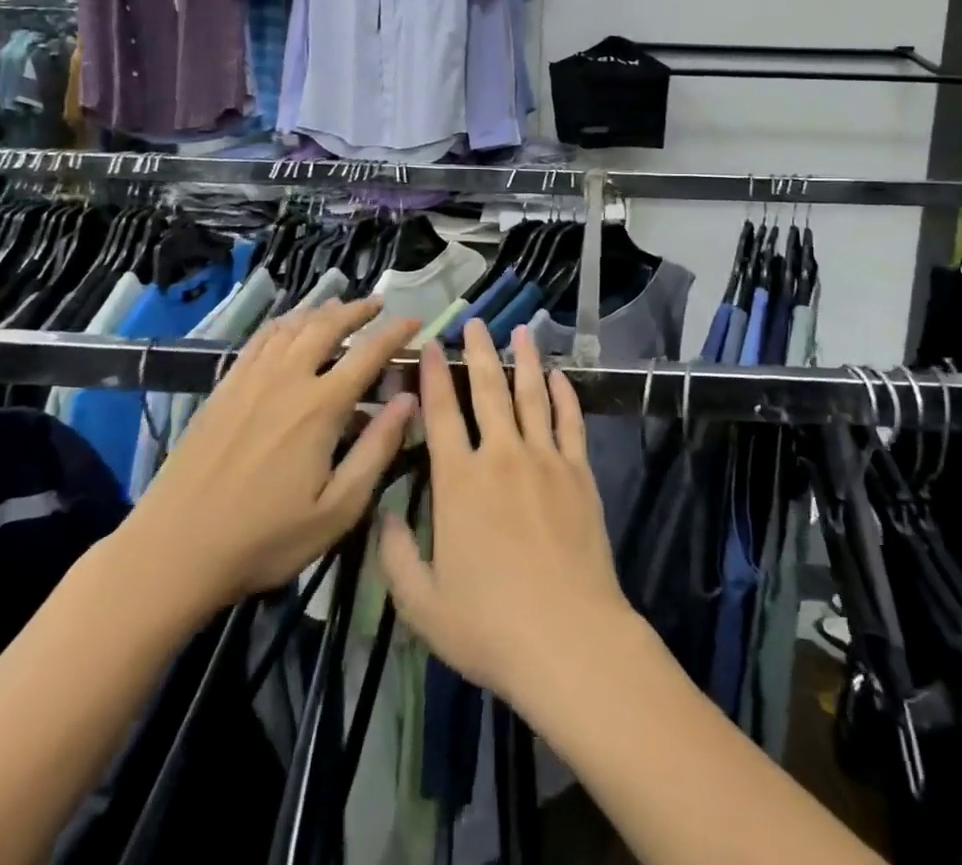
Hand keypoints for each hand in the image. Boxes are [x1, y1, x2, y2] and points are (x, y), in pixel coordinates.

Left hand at [111, 301, 420, 630]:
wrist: (172, 551)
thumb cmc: (263, 539)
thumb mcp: (336, 510)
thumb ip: (376, 450)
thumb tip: (409, 399)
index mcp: (320, 407)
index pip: (368, 352)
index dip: (396, 332)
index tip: (416, 321)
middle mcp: (287, 379)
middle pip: (327, 325)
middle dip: (358, 310)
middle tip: (378, 304)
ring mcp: (250, 379)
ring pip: (292, 326)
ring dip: (321, 311)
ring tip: (340, 307)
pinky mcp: (224, 388)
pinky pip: (259, 339)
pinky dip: (283, 323)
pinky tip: (289, 326)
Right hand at [379, 321, 643, 713]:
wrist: (568, 638)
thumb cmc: (489, 625)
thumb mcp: (422, 604)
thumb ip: (395, 555)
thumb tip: (381, 513)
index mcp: (459, 481)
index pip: (441, 414)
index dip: (433, 377)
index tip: (430, 347)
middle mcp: (500, 456)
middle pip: (488, 391)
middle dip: (479, 352)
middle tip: (477, 323)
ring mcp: (545, 459)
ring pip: (532, 395)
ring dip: (525, 360)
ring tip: (521, 331)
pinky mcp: (579, 472)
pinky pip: (571, 421)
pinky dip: (565, 394)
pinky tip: (559, 376)